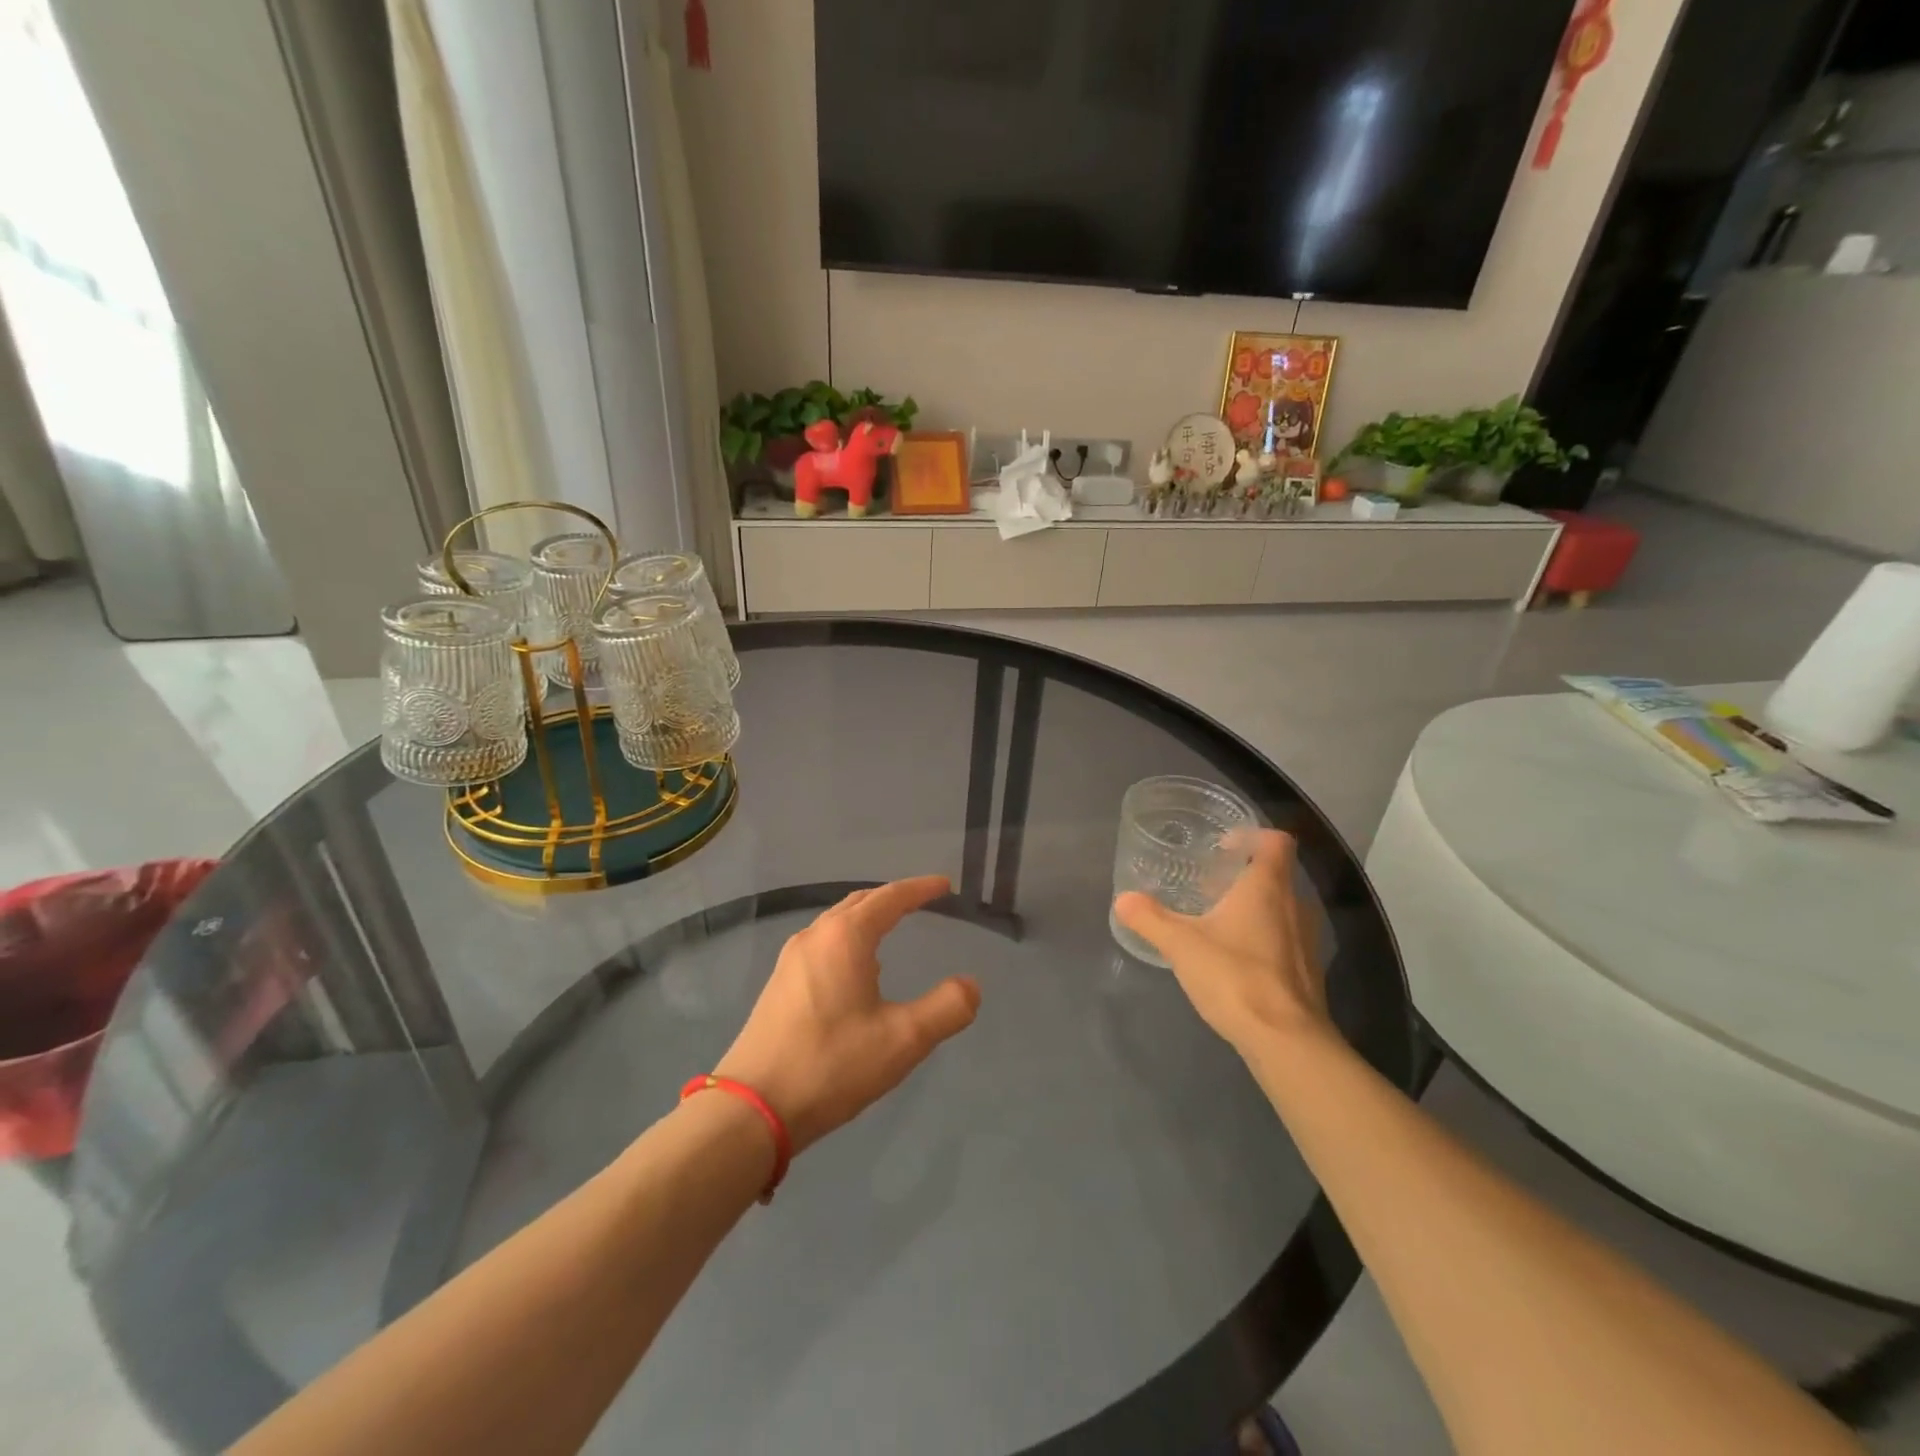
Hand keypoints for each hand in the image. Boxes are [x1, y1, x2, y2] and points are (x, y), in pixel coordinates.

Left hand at [714, 876, 980, 1152]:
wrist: (752, 1108)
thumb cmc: (831, 1064)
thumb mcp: (902, 1040)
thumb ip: (946, 1008)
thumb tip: (971, 985)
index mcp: (845, 937)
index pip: (889, 897)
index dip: (920, 888)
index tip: (944, 885)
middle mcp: (815, 937)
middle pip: (860, 902)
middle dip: (893, 898)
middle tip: (922, 901)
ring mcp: (791, 960)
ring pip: (837, 923)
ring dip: (867, 918)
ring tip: (893, 928)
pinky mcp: (779, 984)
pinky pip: (822, 943)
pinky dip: (848, 939)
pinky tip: (857, 969)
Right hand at [1113, 830, 1331, 1055]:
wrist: (1286, 1041)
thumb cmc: (1235, 977)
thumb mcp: (1181, 945)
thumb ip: (1150, 919)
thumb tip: (1123, 899)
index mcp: (1268, 887)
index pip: (1276, 841)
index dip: (1253, 835)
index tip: (1223, 845)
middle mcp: (1295, 905)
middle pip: (1277, 874)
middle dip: (1244, 874)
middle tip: (1210, 883)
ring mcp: (1307, 940)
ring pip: (1283, 908)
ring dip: (1255, 907)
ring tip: (1218, 919)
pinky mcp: (1308, 972)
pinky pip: (1286, 939)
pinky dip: (1264, 938)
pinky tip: (1235, 958)